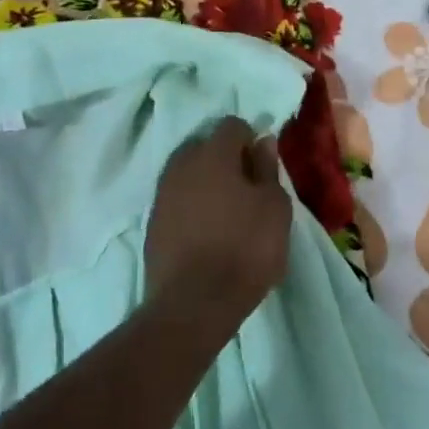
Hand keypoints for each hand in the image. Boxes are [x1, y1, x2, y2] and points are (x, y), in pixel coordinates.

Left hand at [145, 117, 291, 319]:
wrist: (194, 303)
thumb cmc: (245, 249)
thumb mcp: (275, 208)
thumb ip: (267, 169)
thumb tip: (262, 141)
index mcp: (212, 154)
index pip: (232, 125)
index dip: (251, 141)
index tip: (263, 168)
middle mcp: (181, 165)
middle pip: (206, 147)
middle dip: (226, 160)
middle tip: (247, 190)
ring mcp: (162, 194)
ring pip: (189, 174)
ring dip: (207, 184)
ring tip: (228, 214)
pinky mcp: (153, 222)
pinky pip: (178, 200)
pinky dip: (193, 207)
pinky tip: (208, 233)